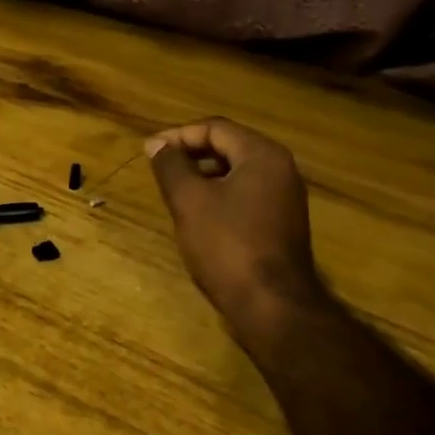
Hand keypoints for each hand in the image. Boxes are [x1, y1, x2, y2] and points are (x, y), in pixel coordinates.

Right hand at [146, 117, 332, 353]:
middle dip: (190, 154)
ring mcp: (285, 198)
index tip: (149, 152)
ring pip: (236, 172)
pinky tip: (198, 215)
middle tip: (159, 168)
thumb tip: (158, 144)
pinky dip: (219, 195)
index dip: (178, 135)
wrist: (272, 306)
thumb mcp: (189, 200)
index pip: (215, 128)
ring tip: (173, 191)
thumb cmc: (227, 245)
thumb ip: (171, 166)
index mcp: (263, 156)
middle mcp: (281, 170)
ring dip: (203, 175)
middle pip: (229, 146)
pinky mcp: (282, 223)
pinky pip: (245, 195)